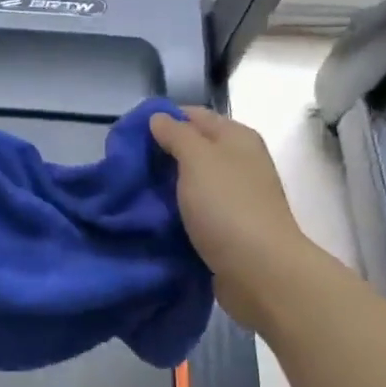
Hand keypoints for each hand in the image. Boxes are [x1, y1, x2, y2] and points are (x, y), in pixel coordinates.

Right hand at [149, 107, 312, 332]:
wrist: (259, 271)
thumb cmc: (227, 207)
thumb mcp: (197, 159)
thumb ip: (176, 134)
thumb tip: (159, 117)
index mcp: (237, 138)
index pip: (194, 115)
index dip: (162, 120)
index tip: (128, 136)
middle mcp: (240, 162)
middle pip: (194, 149)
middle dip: (160, 155)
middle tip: (126, 168)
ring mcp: (236, 196)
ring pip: (192, 182)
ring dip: (166, 186)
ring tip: (133, 193)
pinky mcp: (229, 227)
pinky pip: (196, 210)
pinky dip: (176, 212)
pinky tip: (153, 218)